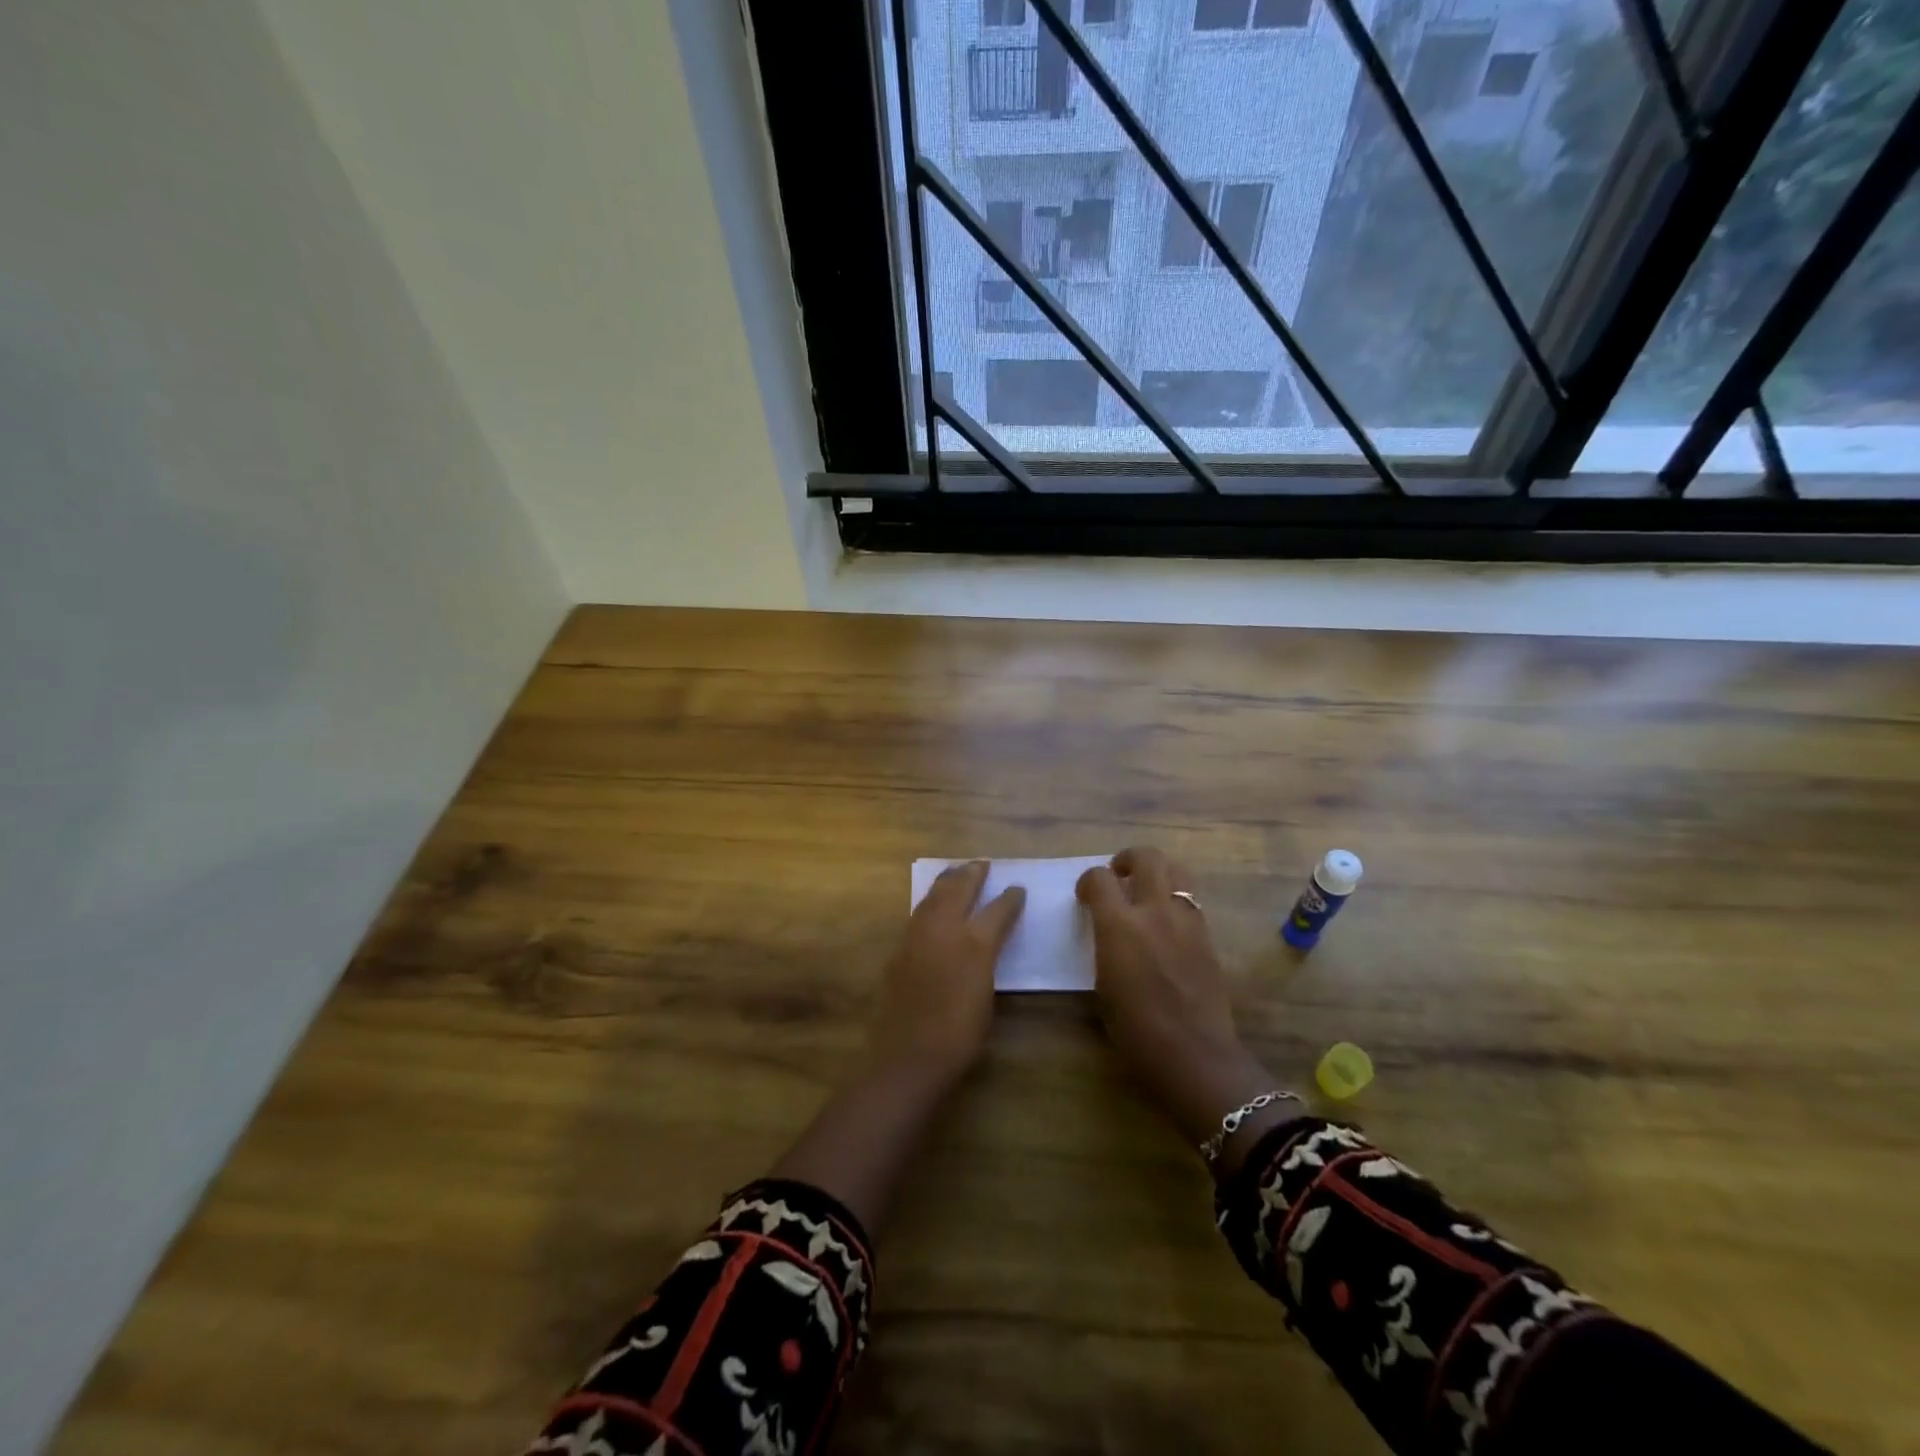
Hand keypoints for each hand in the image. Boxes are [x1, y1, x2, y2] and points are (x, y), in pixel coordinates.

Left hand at [870, 860, 1025, 1085]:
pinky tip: (934, 903)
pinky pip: (919, 912)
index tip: (1018, 888)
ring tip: (957, 872)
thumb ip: (987, 961)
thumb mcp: (987, 996)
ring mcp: (917, 936)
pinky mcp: (899, 949)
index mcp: (974, 944)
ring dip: (948, 880)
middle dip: (972, 874)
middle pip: (959, 889)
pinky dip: (930, 900)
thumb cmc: (959, 1035)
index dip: (1010, 898)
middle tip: (982, 864)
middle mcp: (944, 930)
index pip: (998, 910)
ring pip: (933, 895)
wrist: (909, 1056)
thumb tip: (986, 942)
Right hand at [1077, 848, 1274, 1149]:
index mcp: (1120, 925)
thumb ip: (1105, 944)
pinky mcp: (1207, 936)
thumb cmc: (1135, 1031)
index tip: (1085, 896)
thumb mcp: (1103, 984)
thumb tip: (1107, 930)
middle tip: (1119, 876)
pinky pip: (1191, 901)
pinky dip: (1176, 900)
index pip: (1100, 878)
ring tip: (1147, 891)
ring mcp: (1187, 921)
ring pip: (1177, 871)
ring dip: (1158, 873)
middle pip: (1147, 857)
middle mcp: (1155, 911)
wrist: (1194, 1054)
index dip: (1088, 881)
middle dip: (1128, 860)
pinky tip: (1167, 924)